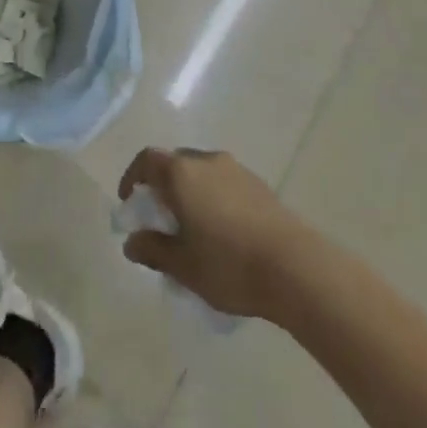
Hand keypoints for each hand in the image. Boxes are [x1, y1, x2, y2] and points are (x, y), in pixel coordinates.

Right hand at [118, 148, 309, 319]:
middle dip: (163, 186)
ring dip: (191, 193)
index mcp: (182, 173)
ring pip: (202, 173)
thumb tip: (132, 242)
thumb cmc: (228, 264)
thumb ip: (153, 250)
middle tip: (161, 218)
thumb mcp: (182, 265)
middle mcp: (207, 161)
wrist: (295, 267)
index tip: (131, 201)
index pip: (147, 160)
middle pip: (175, 163)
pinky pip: (225, 184)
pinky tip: (224, 233)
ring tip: (193, 229)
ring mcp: (236, 170)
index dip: (133, 177)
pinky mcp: (260, 186)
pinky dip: (215, 199)